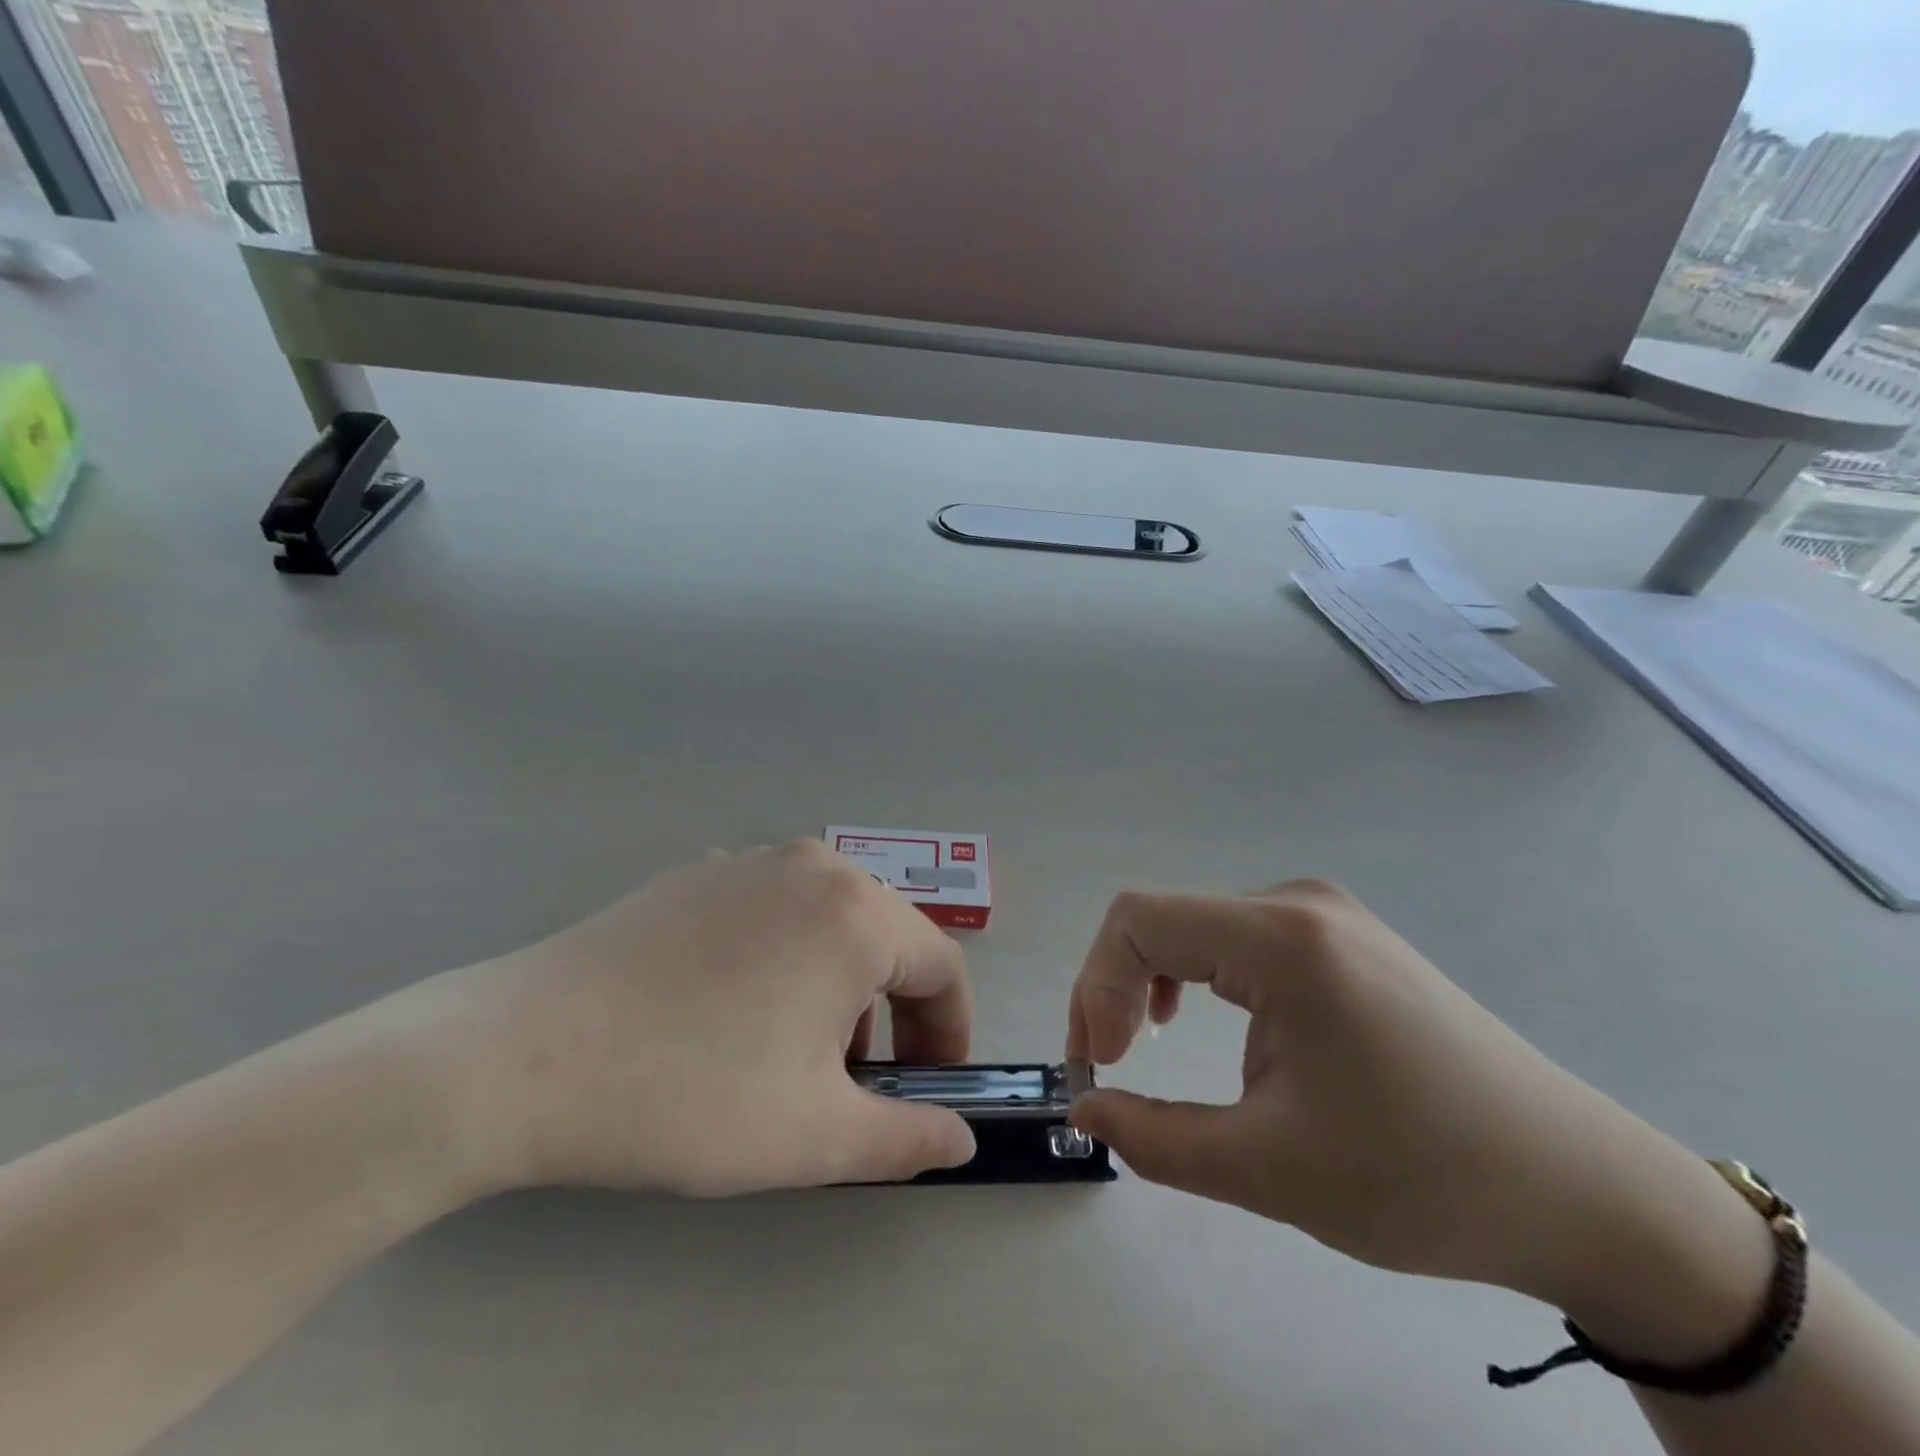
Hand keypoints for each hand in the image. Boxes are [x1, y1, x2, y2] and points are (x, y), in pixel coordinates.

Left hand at [430, 841, 976, 1197]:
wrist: (522, 1055)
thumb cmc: (690, 1093)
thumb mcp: (815, 1136)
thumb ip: (906, 1140)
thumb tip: (959, 1141)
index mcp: (856, 912)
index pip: (941, 965)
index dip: (950, 1031)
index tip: (932, 1086)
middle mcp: (814, 866)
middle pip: (888, 937)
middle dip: (894, 1012)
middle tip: (861, 1080)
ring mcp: (751, 860)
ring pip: (831, 921)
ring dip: (839, 984)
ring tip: (796, 1049)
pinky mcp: (699, 872)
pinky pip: (775, 909)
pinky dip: (787, 955)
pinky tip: (736, 1008)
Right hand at [1066, 881, 1771, 1351]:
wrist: (1581, 1190)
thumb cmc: (1423, 1179)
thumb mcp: (1271, 1171)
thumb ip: (1155, 1139)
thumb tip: (1084, 1109)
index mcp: (1282, 939)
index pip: (1138, 921)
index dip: (1097, 986)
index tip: (1101, 1065)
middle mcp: (1297, 905)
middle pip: (1161, 919)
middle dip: (1114, 986)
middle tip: (1108, 1063)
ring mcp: (1323, 916)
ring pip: (1194, 926)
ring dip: (1151, 980)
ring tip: (1146, 1042)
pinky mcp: (1339, 939)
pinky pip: (1234, 938)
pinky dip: (1196, 977)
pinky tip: (1205, 1021)